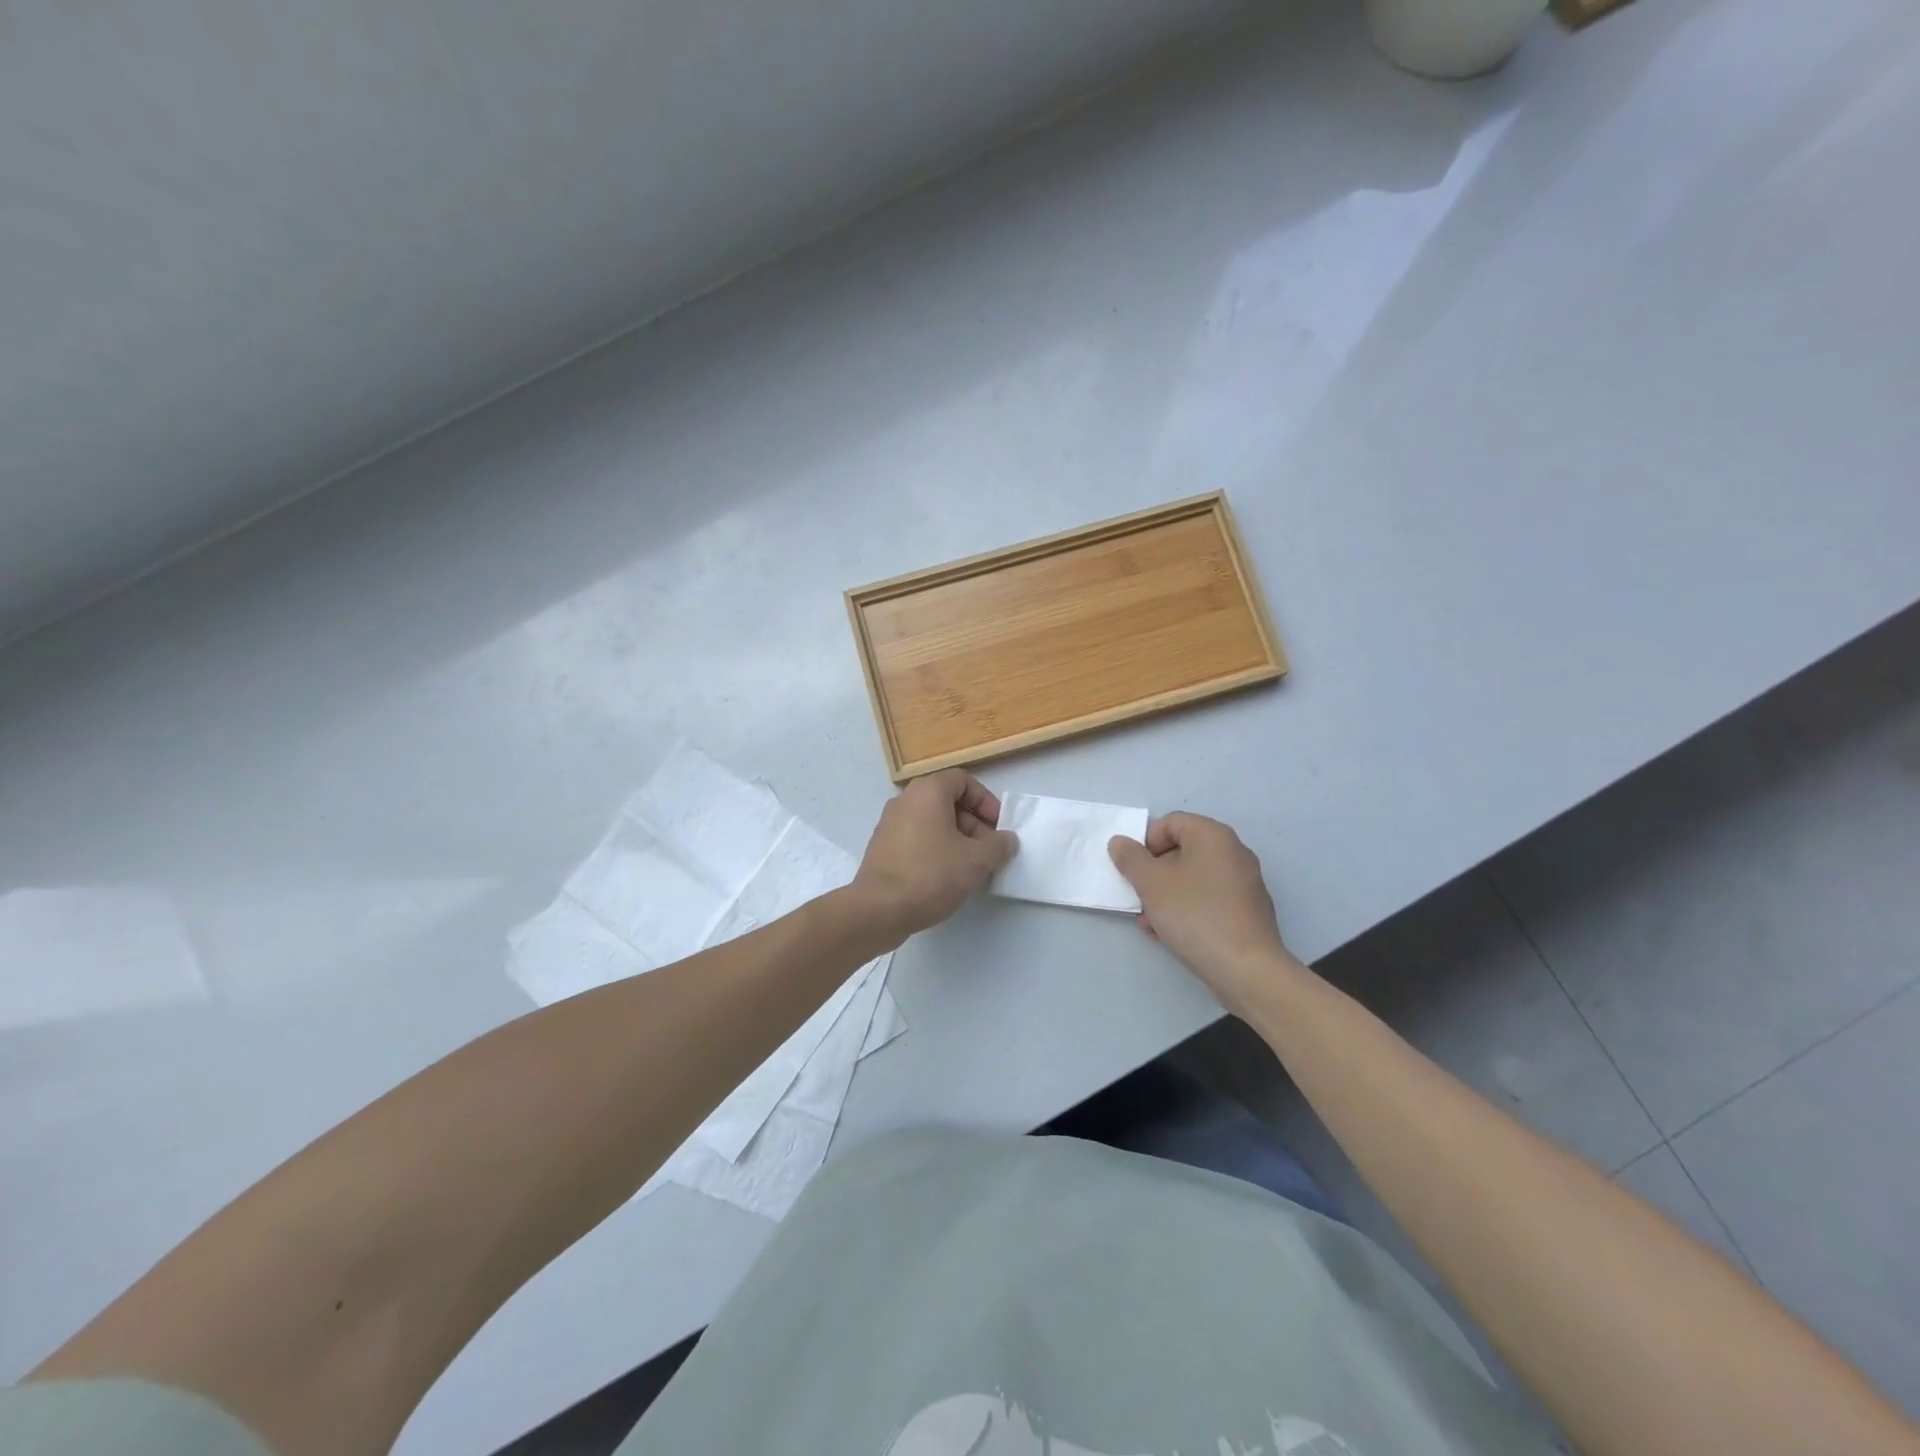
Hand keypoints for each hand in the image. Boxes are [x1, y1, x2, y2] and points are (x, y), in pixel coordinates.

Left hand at [852, 769, 1017, 941]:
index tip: (997, 827)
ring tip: (969, 869)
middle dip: (973, 824)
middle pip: (947, 802)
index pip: (963, 781)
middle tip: (987, 852)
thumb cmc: (931, 875)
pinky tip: (945, 878)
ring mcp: (889, 824)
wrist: (878, 909)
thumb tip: (1006, 840)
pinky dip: (934, 850)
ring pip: (932, 822)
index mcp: (927, 792)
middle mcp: (905, 800)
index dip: (985, 801)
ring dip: (956, 840)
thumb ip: (999, 846)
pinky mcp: (882, 848)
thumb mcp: (977, 861)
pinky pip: (916, 839)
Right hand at [1107, 812, 1294, 1013]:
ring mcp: (1245, 883)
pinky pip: (1209, 900)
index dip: (1146, 842)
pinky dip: (1188, 909)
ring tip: (1151, 922)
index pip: (1171, 822)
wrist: (1246, 968)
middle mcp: (1234, 852)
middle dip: (1154, 873)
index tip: (1135, 870)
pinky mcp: (1248, 912)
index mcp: (1213, 836)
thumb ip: (1130, 858)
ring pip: (1193, 879)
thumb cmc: (1194, 914)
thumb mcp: (1151, 883)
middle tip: (1140, 898)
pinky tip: (1172, 934)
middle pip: (1182, 851)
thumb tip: (1120, 842)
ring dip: (1166, 895)